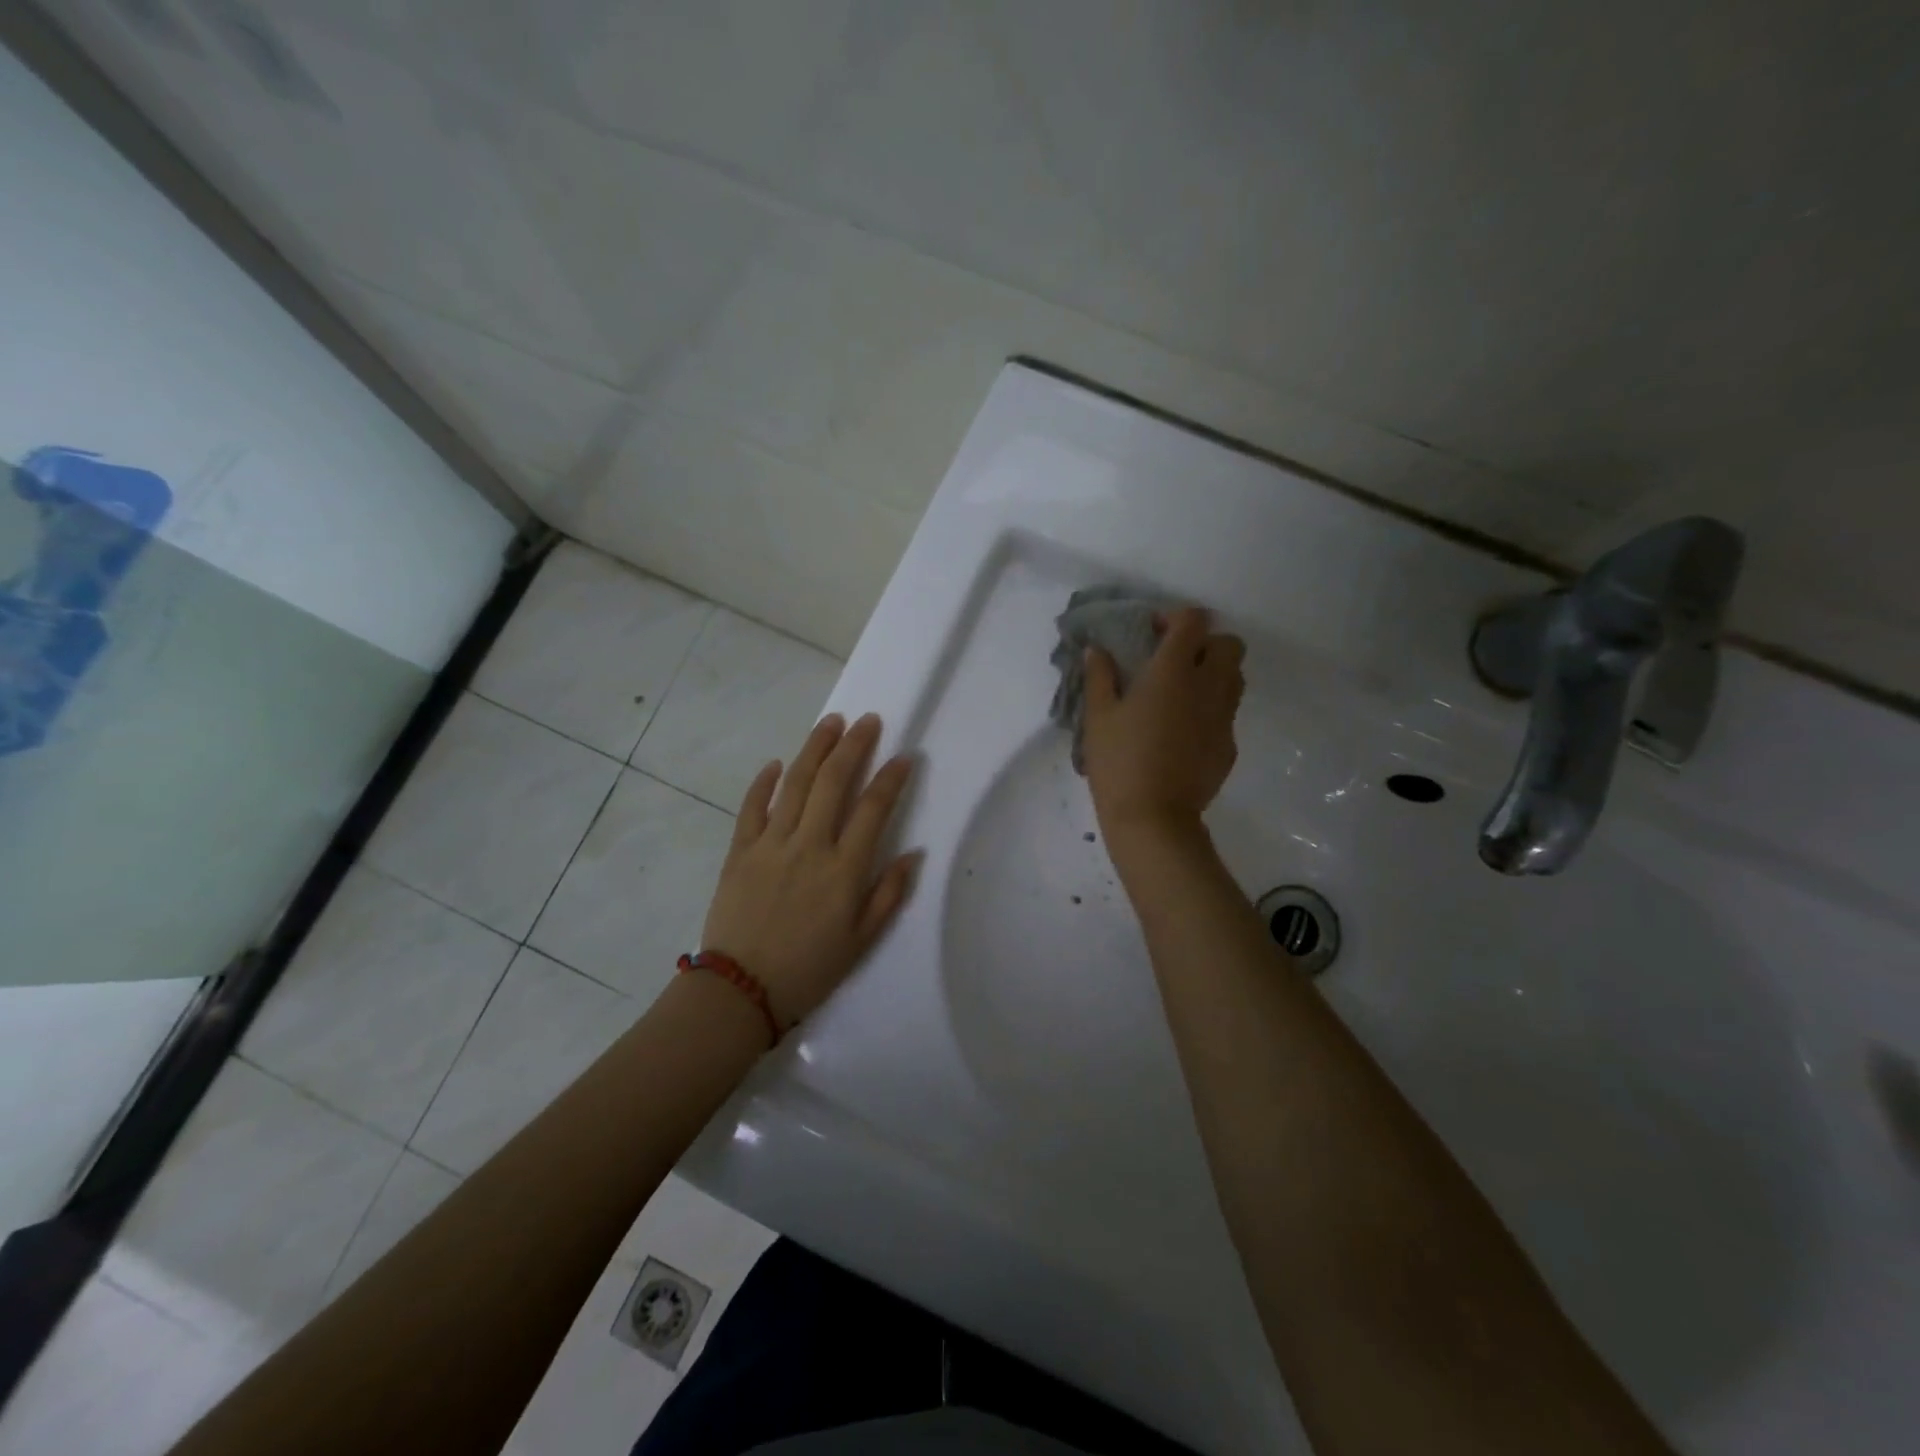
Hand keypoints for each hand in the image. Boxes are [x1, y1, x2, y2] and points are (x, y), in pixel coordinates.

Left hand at [701, 713, 920, 1026]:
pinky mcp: (740, 851)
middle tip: (867, 721)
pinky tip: (776, 763)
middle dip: (853, 746)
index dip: (891, 779)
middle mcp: (809, 846)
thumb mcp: (861, 941)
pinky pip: (752, 807)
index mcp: (843, 870)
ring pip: (795, 784)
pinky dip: (764, 782)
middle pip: (834, 783)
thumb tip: (913, 854)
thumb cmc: (809, 969)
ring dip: (814, 749)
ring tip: (830, 723)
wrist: (740, 991)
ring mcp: (771, 844)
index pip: (873, 810)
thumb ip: (888, 895)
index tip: (904, 756)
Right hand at [1082, 606, 1244, 841]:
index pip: (1192, 621)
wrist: (1153, 818)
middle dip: (1205, 643)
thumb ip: (1100, 677)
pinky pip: (1227, 713)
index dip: (1174, 617)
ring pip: (1235, 677)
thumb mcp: (1098, 717)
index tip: (1152, 632)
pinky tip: (1183, 732)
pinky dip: (1210, 710)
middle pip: (1228, 644)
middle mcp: (1208, 686)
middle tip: (1175, 661)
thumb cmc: (1119, 761)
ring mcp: (1224, 717)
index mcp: (1173, 671)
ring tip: (1182, 692)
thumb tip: (1098, 650)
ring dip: (1214, 673)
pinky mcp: (1229, 745)